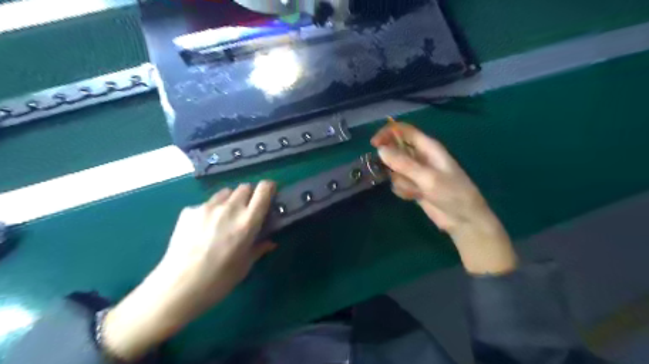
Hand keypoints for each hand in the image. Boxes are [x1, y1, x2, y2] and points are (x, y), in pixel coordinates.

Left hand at [101, 182, 275, 360]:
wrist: (178, 287)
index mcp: (248, 221)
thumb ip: (259, 248)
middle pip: (244, 187)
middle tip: (246, 211)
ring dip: (230, 200)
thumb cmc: (219, 280)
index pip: (263, 190)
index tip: (269, 193)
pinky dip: (210, 211)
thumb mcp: (245, 265)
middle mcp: (229, 208)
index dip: (269, 187)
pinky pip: (206, 204)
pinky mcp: (189, 211)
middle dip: (249, 195)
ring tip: (224, 217)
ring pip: (225, 192)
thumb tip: (270, 242)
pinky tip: (203, 228)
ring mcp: (207, 207)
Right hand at [369, 123, 517, 274]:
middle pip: (396, 150)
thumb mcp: (428, 177)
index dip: (388, 133)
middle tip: (394, 173)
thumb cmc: (452, 193)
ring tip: (414, 190)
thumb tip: (380, 150)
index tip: (374, 144)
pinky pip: (398, 183)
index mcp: (428, 147)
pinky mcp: (414, 186)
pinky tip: (413, 197)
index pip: (404, 131)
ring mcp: (416, 173)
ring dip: (400, 180)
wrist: (463, 220)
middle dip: (392, 162)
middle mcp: (421, 157)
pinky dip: (403, 190)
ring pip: (395, 169)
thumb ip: (404, 164)